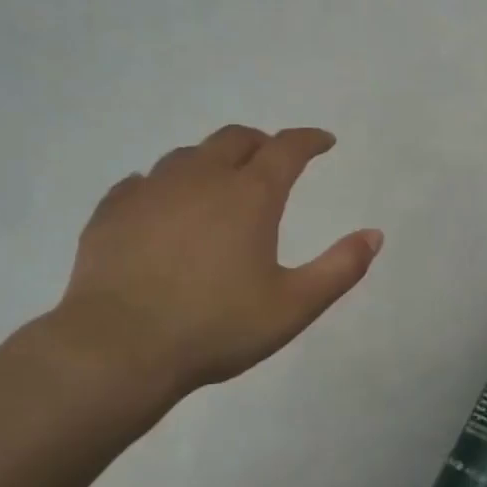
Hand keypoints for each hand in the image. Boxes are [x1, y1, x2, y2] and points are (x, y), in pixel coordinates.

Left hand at [46, 124, 382, 409]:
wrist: (118, 348)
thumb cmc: (216, 327)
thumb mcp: (293, 306)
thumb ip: (340, 268)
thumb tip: (375, 234)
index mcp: (249, 196)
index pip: (287, 149)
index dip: (309, 140)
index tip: (324, 141)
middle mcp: (200, 179)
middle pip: (234, 139)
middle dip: (261, 142)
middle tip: (273, 159)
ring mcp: (150, 191)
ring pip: (187, 155)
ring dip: (212, 159)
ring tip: (219, 181)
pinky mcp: (112, 211)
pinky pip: (142, 181)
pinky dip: (163, 184)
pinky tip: (162, 203)